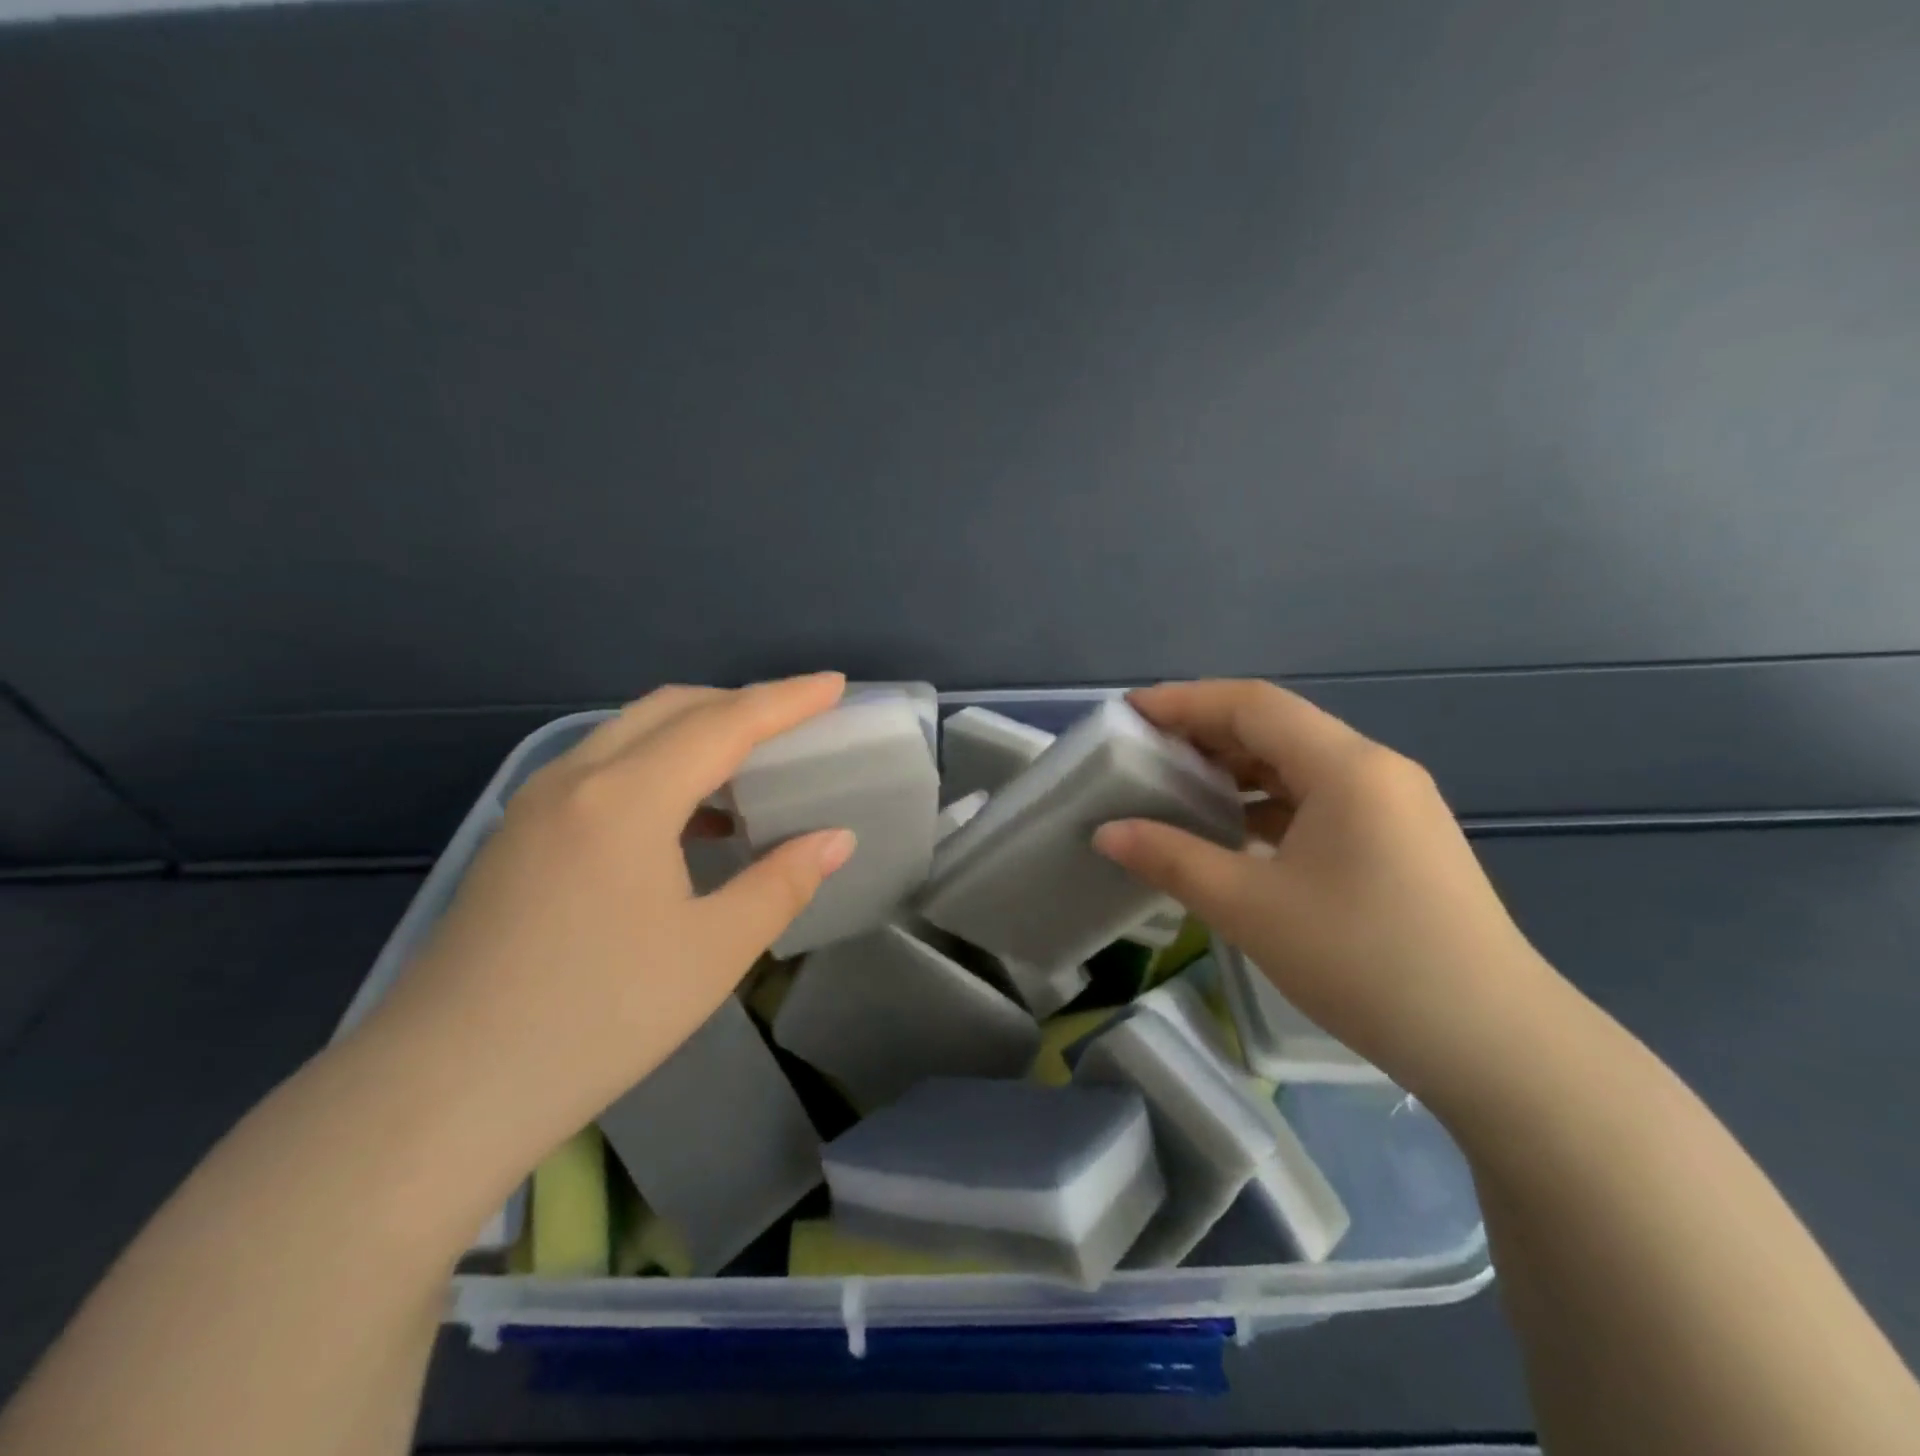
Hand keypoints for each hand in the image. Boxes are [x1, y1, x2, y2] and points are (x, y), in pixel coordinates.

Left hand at [353, 674, 855, 1179]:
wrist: (440, 1093)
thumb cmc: (596, 1018)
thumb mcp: (713, 952)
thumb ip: (782, 883)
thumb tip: (835, 838)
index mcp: (626, 797)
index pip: (723, 723)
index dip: (786, 700)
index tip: (834, 684)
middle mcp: (576, 779)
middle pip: (670, 708)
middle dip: (739, 703)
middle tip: (796, 722)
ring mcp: (535, 805)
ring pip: (629, 733)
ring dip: (694, 732)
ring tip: (747, 767)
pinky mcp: (516, 837)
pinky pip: (601, 768)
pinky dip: (655, 766)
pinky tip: (683, 818)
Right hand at [1094, 679, 1559, 1105]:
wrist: (1496, 1045)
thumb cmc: (1364, 961)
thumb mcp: (1251, 908)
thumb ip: (1172, 859)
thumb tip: (1107, 833)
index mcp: (1346, 768)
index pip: (1252, 705)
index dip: (1185, 702)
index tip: (1129, 714)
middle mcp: (1375, 770)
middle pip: (1277, 728)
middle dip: (1206, 733)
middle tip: (1144, 751)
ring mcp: (1394, 807)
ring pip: (1299, 765)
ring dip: (1237, 770)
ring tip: (1178, 786)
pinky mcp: (1399, 842)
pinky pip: (1320, 800)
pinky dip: (1267, 804)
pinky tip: (1234, 830)